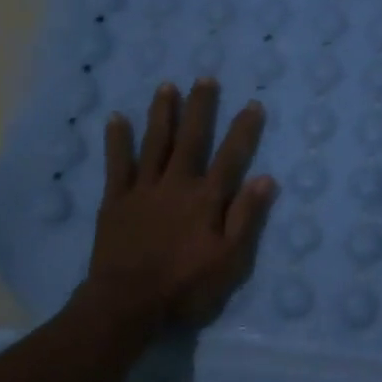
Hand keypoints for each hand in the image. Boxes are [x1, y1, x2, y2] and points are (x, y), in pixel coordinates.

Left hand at [83, 78, 276, 327]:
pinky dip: (117, 140)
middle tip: (205, 78)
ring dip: (162, 113)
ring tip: (167, 86)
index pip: (231, 157)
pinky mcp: (115, 200)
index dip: (243, 130)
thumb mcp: (229, 261)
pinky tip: (117, 118)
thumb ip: (246, 218)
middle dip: (200, 108)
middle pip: (191, 139)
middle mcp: (176, 184)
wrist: (127, 303)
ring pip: (155, 143)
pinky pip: (117, 164)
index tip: (253, 104)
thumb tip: (266, 179)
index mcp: (206, 199)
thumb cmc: (184, 286)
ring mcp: (142, 189)